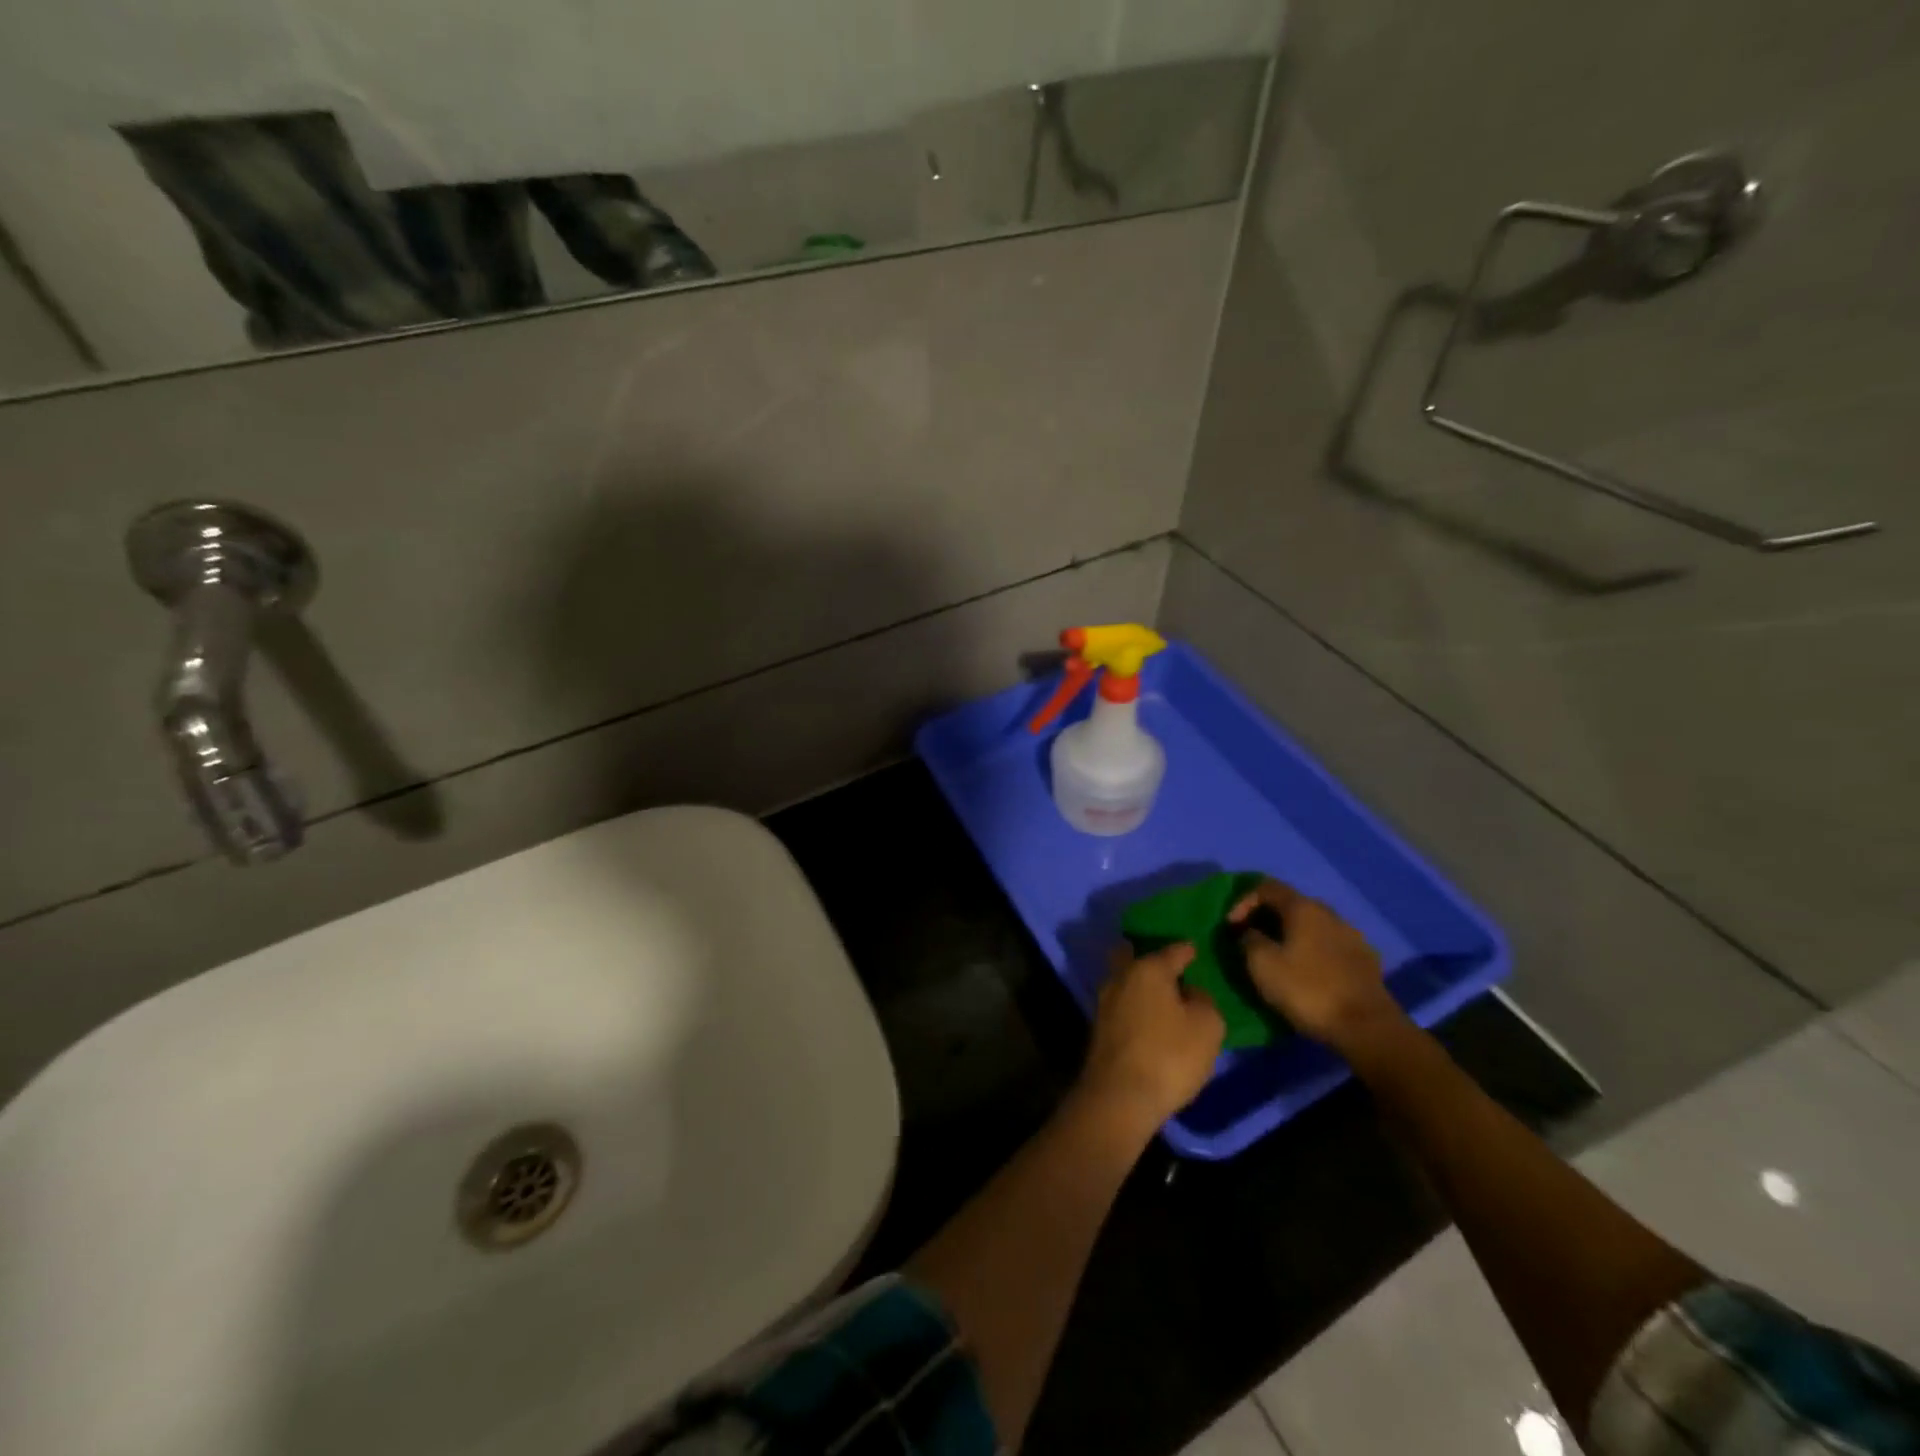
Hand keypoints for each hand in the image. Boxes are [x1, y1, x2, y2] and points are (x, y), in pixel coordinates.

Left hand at [1076, 942, 1224, 1130]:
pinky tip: (1148, 1017)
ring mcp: (1105, 1001)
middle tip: (1171, 967)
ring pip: (1125, 980)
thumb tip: (1190, 993)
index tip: (1196, 949)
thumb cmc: (1169, 1055)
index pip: (1173, 950)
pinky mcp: (1099, 1027)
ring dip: (1141, 984)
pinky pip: (1122, 1004)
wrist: (1119, 1097)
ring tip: (1163, 995)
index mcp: (1149, 968)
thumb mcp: (1207, 1027)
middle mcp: (1122, 976)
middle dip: (1151, 958)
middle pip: (1135, 956)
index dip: (1188, 949)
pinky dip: (1135, 1005)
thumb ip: (1204, 1001)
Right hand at [1228, 879, 1400, 1049]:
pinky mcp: (1365, 960)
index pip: (1266, 887)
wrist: (1367, 1027)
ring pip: (1311, 925)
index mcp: (1303, 908)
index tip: (1231, 928)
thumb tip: (1250, 933)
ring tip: (1277, 957)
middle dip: (1265, 918)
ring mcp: (1351, 936)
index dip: (1242, 902)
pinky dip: (1311, 951)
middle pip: (1290, 904)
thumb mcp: (1262, 964)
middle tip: (1249, 940)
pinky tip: (1306, 972)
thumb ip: (1248, 940)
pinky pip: (1328, 945)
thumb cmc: (1308, 990)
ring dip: (1289, 935)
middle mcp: (1329, 913)